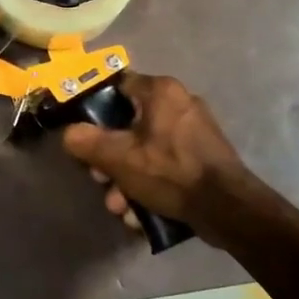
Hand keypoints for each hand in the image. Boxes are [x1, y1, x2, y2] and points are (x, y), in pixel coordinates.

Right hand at [61, 73, 257, 245]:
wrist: (230, 210)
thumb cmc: (171, 172)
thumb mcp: (119, 158)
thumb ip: (86, 142)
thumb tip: (69, 134)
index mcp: (160, 91)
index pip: (116, 86)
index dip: (94, 107)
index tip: (83, 131)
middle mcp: (179, 102)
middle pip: (128, 123)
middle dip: (110, 157)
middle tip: (100, 179)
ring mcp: (194, 130)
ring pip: (145, 149)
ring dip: (127, 178)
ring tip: (121, 207)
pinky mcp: (203, 156)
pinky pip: (165, 163)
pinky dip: (150, 184)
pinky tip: (141, 212)